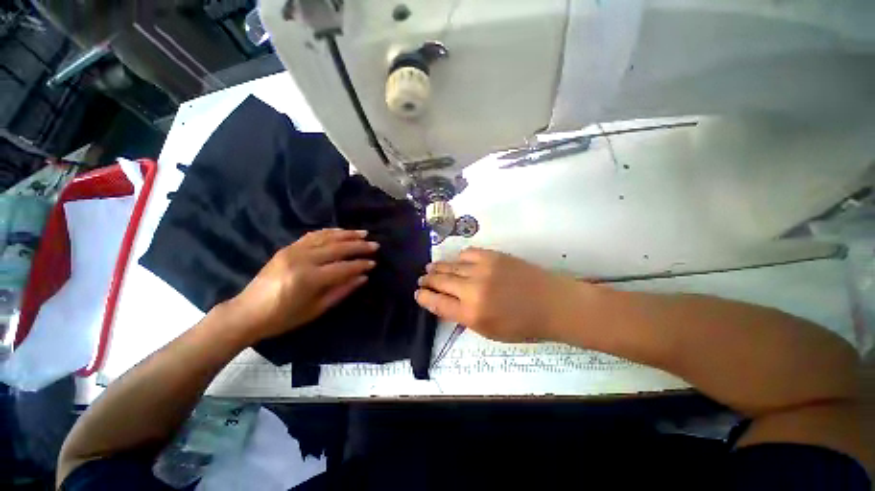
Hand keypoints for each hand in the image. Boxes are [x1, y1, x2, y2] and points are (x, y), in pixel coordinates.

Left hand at [224, 229, 377, 341]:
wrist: (247, 312)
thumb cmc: (284, 317)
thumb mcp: (316, 309)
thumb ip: (342, 291)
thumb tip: (363, 277)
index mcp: (308, 279)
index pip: (342, 268)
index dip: (360, 265)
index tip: (374, 263)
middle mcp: (302, 259)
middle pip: (337, 248)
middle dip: (358, 246)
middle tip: (375, 245)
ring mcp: (293, 251)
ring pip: (326, 237)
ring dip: (347, 234)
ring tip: (363, 233)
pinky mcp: (287, 248)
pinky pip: (313, 235)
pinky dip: (330, 232)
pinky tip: (341, 231)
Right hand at [415, 248, 586, 342]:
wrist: (552, 303)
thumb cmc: (523, 325)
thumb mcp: (490, 332)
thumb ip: (464, 317)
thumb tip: (446, 303)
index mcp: (472, 314)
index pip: (438, 304)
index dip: (424, 298)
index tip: (418, 293)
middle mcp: (473, 289)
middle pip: (441, 281)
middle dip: (428, 280)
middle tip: (421, 279)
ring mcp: (483, 269)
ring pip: (451, 265)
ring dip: (438, 267)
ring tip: (431, 267)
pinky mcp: (493, 256)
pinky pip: (468, 253)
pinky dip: (459, 258)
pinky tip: (456, 261)